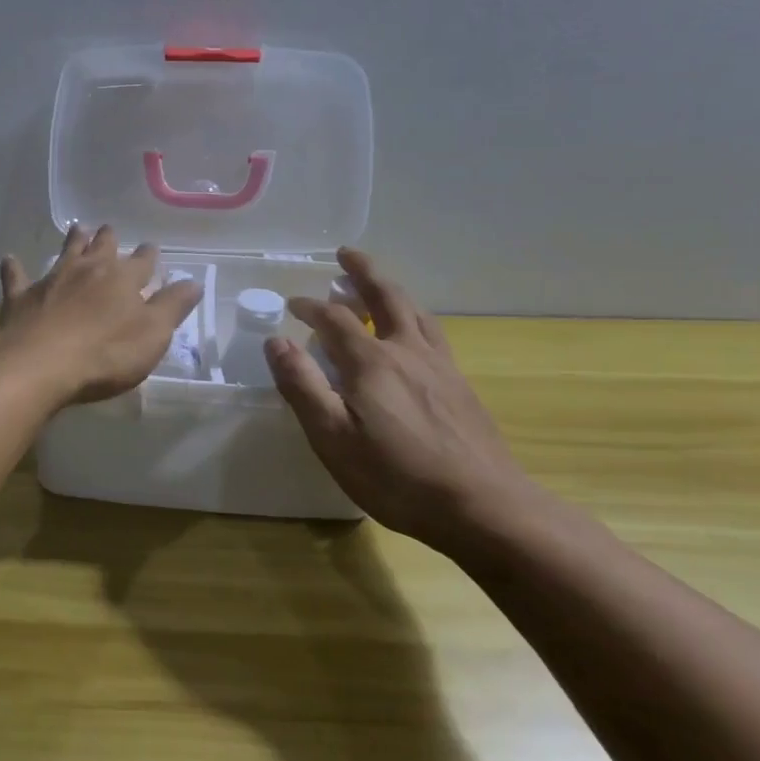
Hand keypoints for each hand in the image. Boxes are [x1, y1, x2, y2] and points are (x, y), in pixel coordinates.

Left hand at [0, 225, 202, 406]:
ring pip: (65, 252)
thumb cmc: (105, 354)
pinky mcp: (21, 296)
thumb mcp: (152, 335)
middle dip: (109, 238)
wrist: (40, 363)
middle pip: (102, 247)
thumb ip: (172, 307)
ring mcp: (52, 279)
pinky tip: (9, 259)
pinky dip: (14, 268)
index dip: (149, 256)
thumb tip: (193, 281)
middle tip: (109, 230)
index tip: (152, 249)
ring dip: (73, 241)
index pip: (142, 262)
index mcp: (123, 279)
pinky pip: (16, 277)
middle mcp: (88, 270)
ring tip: (78, 228)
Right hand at [264, 248, 543, 552]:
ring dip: (391, 289)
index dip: (310, 306)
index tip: (292, 304)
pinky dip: (415, 317)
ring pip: (415, 312)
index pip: (334, 318)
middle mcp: (407, 351)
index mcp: (371, 361)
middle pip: (385, 296)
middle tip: (346, 253)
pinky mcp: (460, 386)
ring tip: (378, 283)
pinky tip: (414, 333)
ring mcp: (440, 366)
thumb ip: (302, 386)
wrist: (483, 506)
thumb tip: (276, 341)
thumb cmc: (396, 476)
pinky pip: (433, 334)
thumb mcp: (333, 437)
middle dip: (363, 272)